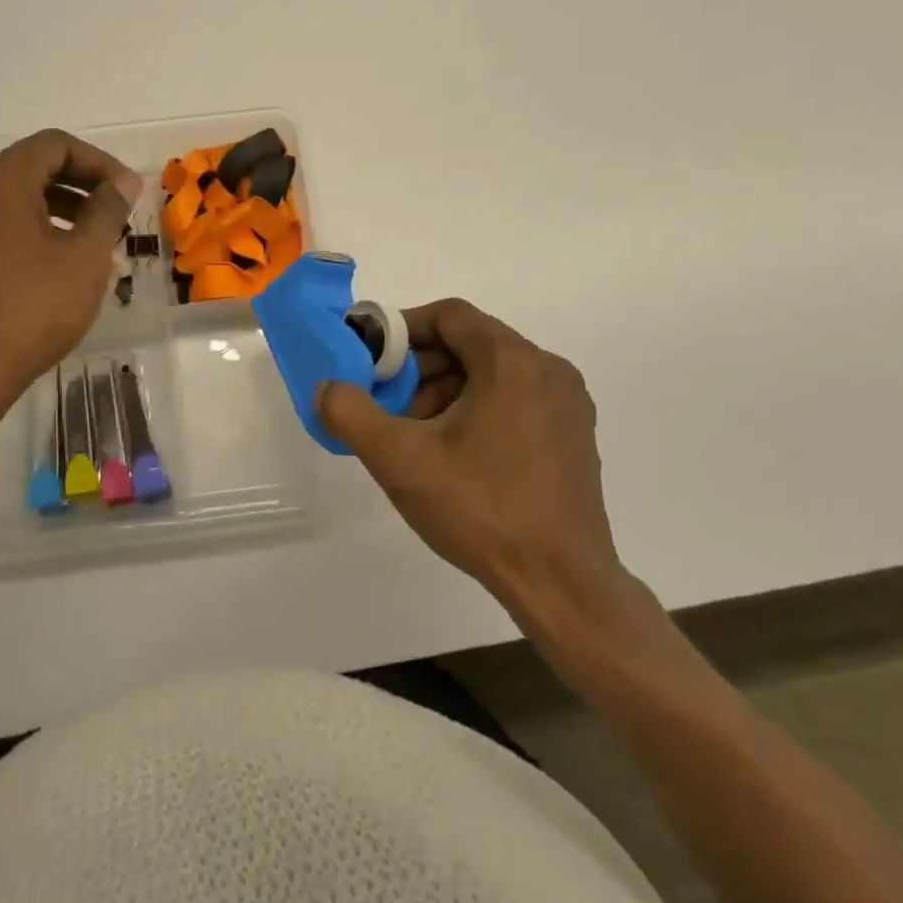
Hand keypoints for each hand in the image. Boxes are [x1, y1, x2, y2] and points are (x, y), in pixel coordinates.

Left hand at [0, 129, 141, 427]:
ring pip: (13, 194)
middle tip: (117, 213)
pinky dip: (31, 225)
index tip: (128, 193)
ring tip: (94, 238)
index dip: (99, 162)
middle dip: (81, 183)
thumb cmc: (32, 310)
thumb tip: (123, 182)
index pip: (55, 144)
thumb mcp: (85, 257)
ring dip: (59, 205)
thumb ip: (107, 210)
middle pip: (32, 164)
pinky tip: (58, 259)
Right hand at [315, 298, 635, 652]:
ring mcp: (568, 404)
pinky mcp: (575, 435)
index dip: (403, 330)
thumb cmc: (481, 510)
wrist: (562, 585)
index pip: (448, 316)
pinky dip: (478, 409)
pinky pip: (516, 399)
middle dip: (421, 369)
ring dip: (447, 392)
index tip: (373, 362)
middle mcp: (548, 369)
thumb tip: (327, 388)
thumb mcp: (399, 459)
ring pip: (492, 373)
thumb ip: (351, 413)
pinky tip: (457, 455)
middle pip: (470, 344)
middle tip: (391, 407)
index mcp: (512, 361)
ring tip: (420, 438)